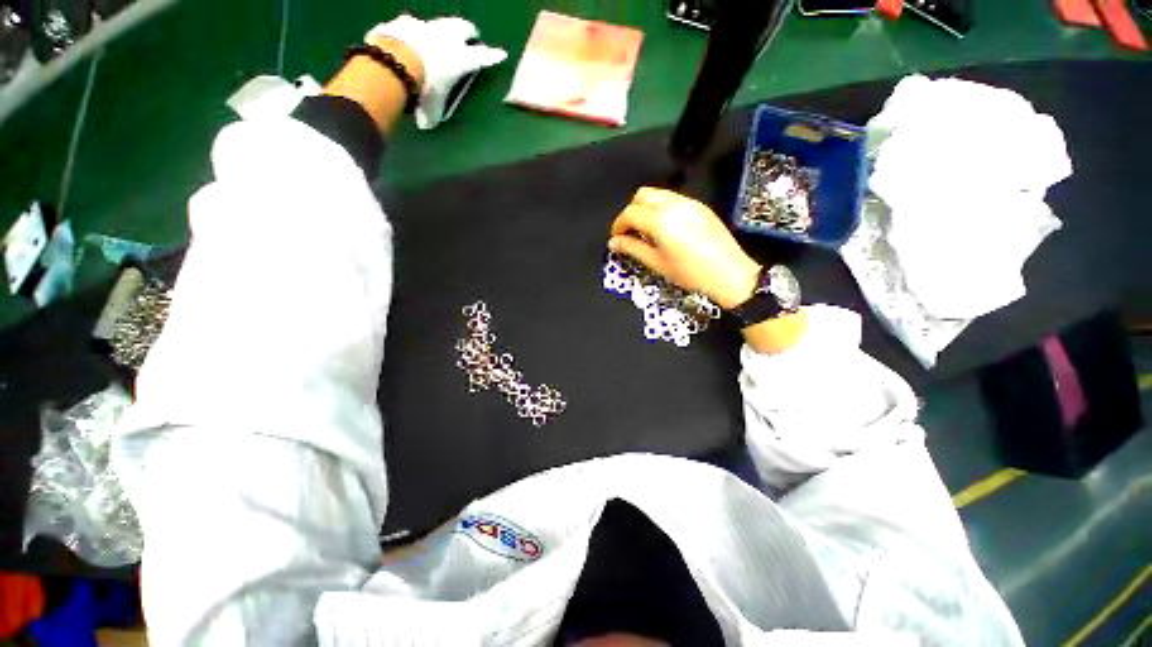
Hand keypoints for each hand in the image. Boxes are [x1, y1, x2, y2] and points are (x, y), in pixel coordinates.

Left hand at [367, 15, 506, 129]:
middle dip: (468, 33)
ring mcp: (426, 27)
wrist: (393, 61)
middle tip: (470, 36)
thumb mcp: (431, 107)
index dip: (492, 56)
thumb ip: (431, 113)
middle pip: (463, 28)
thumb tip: (425, 123)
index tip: (501, 54)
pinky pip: (412, 24)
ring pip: (440, 22)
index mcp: (461, 60)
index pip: (482, 57)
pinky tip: (409, 35)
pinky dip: (413, 30)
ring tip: (441, 34)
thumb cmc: (423, 87)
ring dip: (442, 28)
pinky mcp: (404, 23)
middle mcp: (447, 38)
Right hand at [608, 188, 761, 309]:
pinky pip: (673, 198)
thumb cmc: (690, 273)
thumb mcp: (657, 263)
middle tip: (630, 232)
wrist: (730, 274)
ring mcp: (690, 202)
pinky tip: (665, 228)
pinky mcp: (700, 206)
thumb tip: (613, 243)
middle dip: (631, 211)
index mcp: (661, 220)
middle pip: (642, 195)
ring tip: (646, 230)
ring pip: (658, 193)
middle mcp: (674, 204)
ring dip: (646, 207)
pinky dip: (661, 207)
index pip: (630, 213)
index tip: (616, 238)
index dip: (618, 224)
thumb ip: (633, 249)